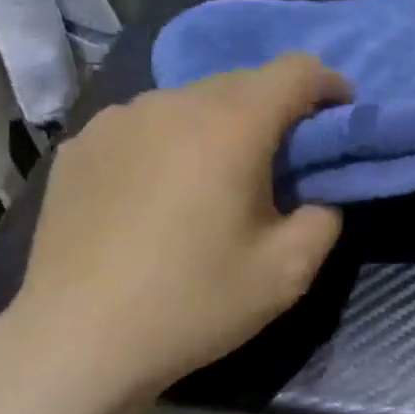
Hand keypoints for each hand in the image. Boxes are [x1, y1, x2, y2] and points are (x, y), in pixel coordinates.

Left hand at [0, 54, 349, 402]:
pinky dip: (167, 143)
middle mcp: (171, 103)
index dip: (328, 84)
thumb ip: (324, 218)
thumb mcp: (288, 273)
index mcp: (229, 125)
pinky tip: (155, 193)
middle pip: (241, 83)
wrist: (76, 342)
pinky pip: (143, 126)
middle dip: (274, 110)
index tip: (339, 114)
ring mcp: (117, 119)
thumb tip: (316, 196)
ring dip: (218, 126)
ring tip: (213, 179)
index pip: (295, 71)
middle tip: (281, 161)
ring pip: (189, 102)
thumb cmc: (192, 304)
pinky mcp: (79, 145)